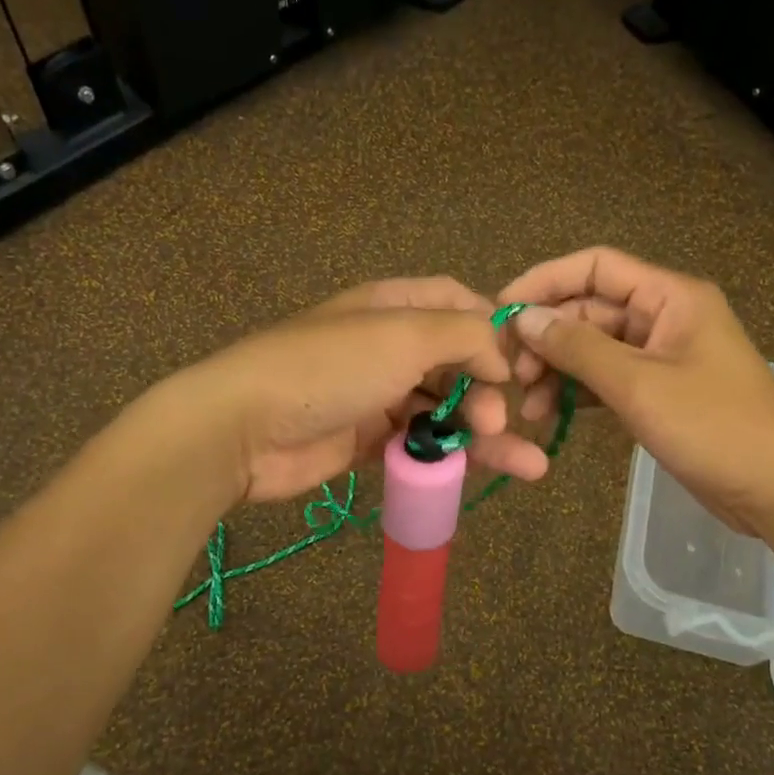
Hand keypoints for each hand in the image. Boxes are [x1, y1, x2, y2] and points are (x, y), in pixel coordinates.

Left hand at [160, 278, 550, 504]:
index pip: (456, 302)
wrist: (246, 428)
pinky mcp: (368, 441)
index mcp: (393, 305)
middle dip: (488, 390)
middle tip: (499, 421)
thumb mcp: (405, 334)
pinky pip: (420, 445)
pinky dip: (450, 456)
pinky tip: (477, 472)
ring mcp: (377, 395)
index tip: (521, 361)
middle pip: (457, 362)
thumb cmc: (331, 368)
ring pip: (444, 409)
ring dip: (485, 433)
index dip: (492, 327)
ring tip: (527, 464)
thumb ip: (464, 335)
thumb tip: (500, 357)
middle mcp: (388, 346)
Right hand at [500, 247, 773, 533]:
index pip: (596, 267)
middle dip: (547, 338)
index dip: (545, 282)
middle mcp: (664, 318)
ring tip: (527, 407)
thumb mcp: (639, 384)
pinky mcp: (658, 394)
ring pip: (593, 349)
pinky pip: (606, 381)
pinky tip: (551, 416)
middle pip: (589, 311)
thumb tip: (523, 319)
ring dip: (557, 371)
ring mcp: (661, 358)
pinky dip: (578, 394)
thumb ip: (577, 348)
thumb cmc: (715, 427)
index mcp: (670, 297)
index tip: (501, 311)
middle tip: (510, 375)